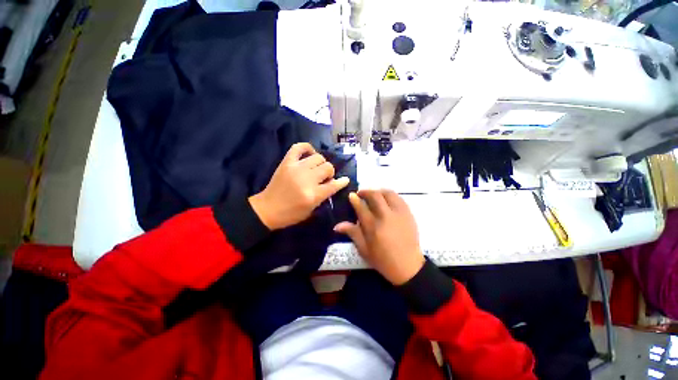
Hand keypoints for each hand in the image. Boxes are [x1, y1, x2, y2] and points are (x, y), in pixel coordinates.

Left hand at [249, 142, 349, 229]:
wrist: (267, 209)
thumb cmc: (290, 214)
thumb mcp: (311, 210)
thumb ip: (324, 197)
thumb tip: (333, 184)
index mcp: (313, 195)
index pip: (334, 185)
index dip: (342, 182)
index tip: (345, 180)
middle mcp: (307, 179)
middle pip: (328, 167)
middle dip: (330, 173)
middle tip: (324, 178)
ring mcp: (296, 168)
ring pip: (318, 157)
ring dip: (321, 164)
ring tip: (316, 169)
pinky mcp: (287, 162)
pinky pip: (299, 147)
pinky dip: (307, 148)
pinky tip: (310, 154)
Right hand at [334, 190, 424, 284]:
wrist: (408, 266)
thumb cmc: (383, 260)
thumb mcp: (364, 249)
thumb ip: (352, 233)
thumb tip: (337, 225)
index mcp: (373, 226)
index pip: (361, 207)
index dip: (354, 199)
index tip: (351, 195)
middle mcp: (386, 216)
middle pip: (375, 196)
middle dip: (366, 192)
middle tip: (361, 194)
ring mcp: (399, 213)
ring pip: (388, 193)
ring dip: (379, 191)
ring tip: (374, 195)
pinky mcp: (408, 214)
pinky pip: (399, 198)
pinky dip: (390, 196)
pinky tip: (387, 200)